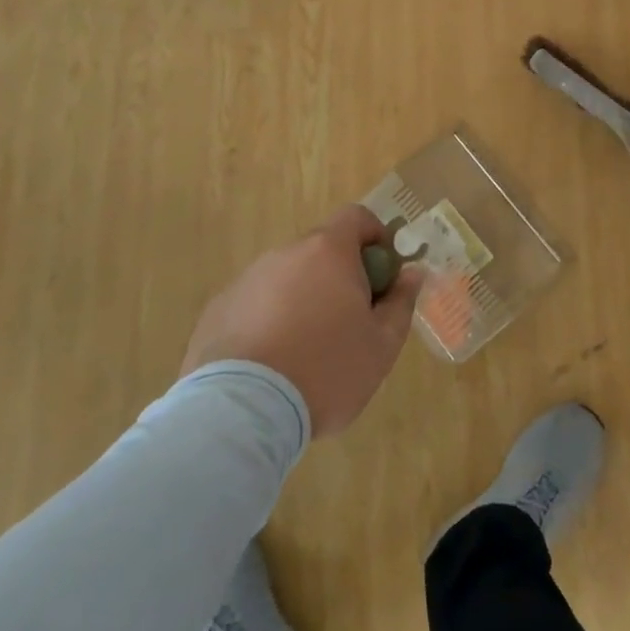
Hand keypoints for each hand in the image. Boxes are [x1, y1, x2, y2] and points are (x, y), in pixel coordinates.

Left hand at [181, 204, 424, 436]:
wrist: (241, 412)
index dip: (375, 238)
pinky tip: (271, 364)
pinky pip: (255, 304)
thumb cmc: (326, 371)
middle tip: (350, 323)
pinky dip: (269, 321)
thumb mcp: (381, 345)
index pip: (357, 217)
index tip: (383, 275)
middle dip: (340, 276)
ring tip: (307, 352)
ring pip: (287, 279)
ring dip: (303, 299)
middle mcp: (285, 254)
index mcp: (328, 252)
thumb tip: (412, 274)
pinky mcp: (218, 310)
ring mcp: (247, 280)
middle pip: (321, 251)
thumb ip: (401, 303)